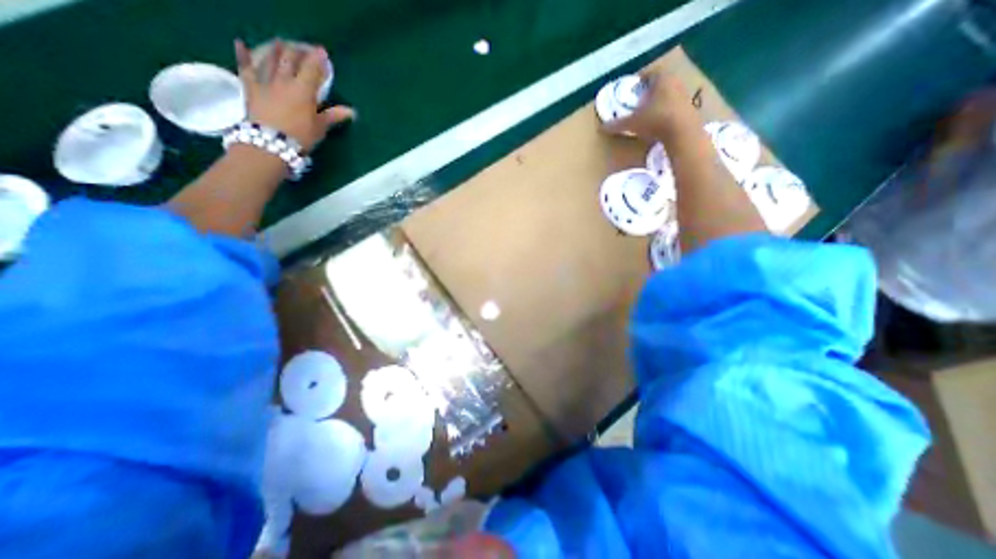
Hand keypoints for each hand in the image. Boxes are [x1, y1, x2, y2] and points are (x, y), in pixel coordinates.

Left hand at [235, 37, 355, 152]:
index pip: (312, 69)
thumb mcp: (320, 127)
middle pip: (290, 59)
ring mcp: (266, 81)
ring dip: (276, 49)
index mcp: (304, 90)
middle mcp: (285, 80)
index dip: (318, 59)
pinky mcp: (250, 86)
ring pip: (270, 59)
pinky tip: (240, 44)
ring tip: (280, 43)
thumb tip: (351, 111)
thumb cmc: (300, 136)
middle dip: (297, 51)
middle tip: (302, 48)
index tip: (322, 52)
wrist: (270, 142)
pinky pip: (246, 67)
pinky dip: (242, 55)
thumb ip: (333, 116)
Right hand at [599, 70, 697, 139]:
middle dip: (650, 90)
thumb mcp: (632, 123)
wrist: (683, 133)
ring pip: (669, 93)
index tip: (632, 88)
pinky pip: (676, 105)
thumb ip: (617, 124)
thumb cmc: (656, 120)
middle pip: (661, 82)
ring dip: (660, 100)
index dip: (640, 79)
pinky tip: (660, 121)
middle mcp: (675, 81)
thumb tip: (601, 128)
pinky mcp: (691, 108)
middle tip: (639, 100)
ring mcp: (685, 94)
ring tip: (649, 112)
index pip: (650, 72)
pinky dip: (667, 110)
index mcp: (661, 79)